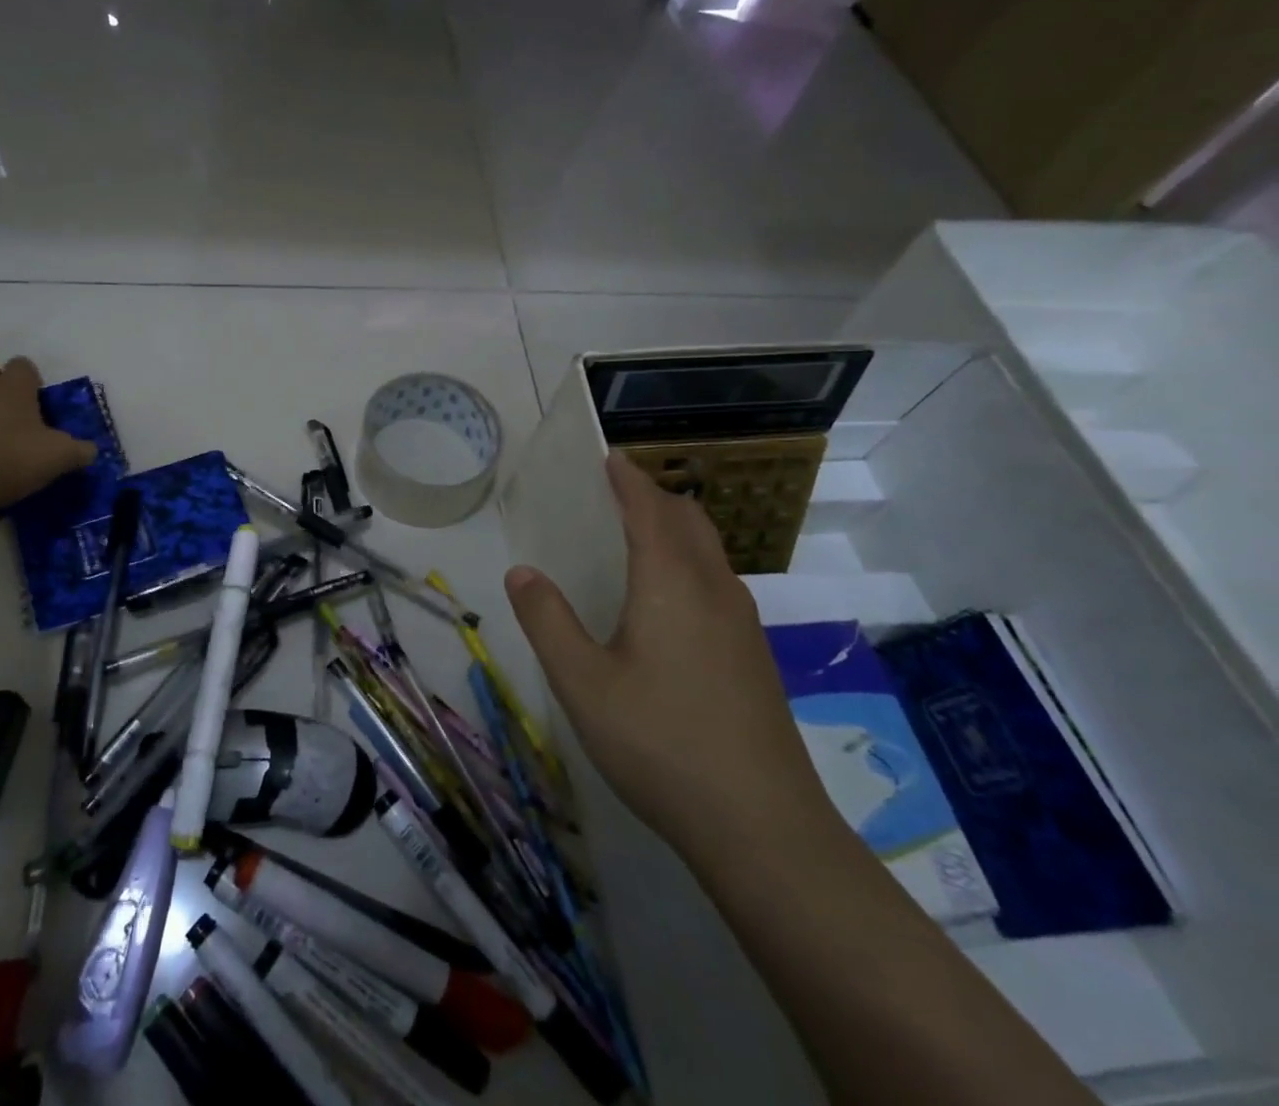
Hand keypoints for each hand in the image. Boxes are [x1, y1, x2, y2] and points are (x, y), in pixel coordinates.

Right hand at [504, 453, 831, 860]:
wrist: (763, 827)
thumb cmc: (660, 743)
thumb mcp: (582, 682)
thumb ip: (547, 620)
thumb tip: (521, 572)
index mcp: (671, 583)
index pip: (649, 508)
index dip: (628, 478)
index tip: (608, 457)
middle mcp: (713, 590)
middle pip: (689, 521)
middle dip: (655, 497)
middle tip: (616, 495)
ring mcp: (743, 626)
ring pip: (710, 553)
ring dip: (676, 530)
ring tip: (639, 540)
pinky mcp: (755, 658)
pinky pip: (719, 585)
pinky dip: (691, 565)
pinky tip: (669, 606)